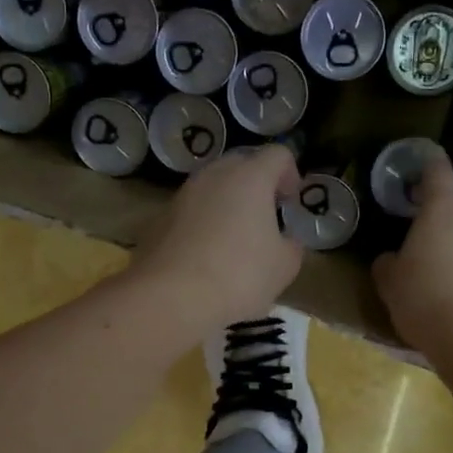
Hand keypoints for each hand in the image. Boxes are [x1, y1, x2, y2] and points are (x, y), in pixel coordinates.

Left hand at [131, 145, 302, 328]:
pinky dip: (203, 223)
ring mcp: (182, 194)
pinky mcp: (160, 218)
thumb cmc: (239, 276)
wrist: (171, 297)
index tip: (290, 203)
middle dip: (257, 186)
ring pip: (212, 187)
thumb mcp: (284, 267)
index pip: (278, 155)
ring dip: (227, 204)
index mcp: (250, 177)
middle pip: (242, 164)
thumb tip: (285, 241)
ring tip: (234, 239)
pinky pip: (191, 211)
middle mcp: (214, 175)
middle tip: (265, 218)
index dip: (290, 174)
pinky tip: (205, 256)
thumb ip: (292, 245)